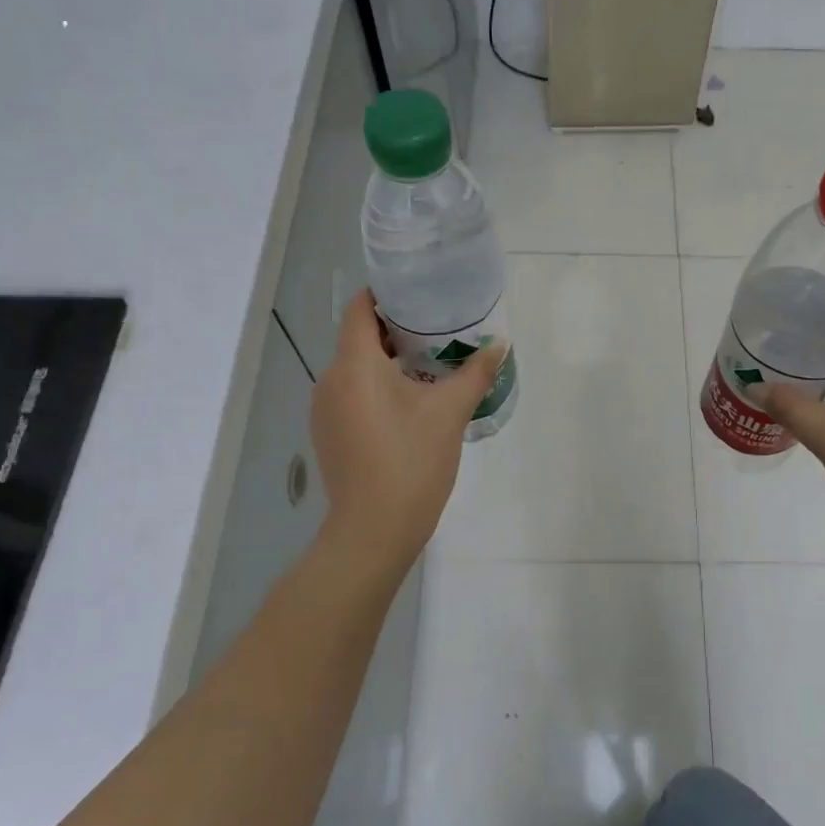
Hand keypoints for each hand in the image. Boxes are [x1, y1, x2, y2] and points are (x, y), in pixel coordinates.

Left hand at [310, 290, 503, 562]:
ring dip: (387, 364)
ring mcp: (324, 410)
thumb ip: (475, 372)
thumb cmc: (412, 461)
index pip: (359, 309)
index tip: (418, 295)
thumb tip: (501, 343)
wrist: (373, 530)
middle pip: (358, 339)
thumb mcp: (450, 413)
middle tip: (437, 332)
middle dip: (395, 332)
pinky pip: (350, 396)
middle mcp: (329, 380)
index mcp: (354, 365)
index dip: (385, 295)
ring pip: (355, 370)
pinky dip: (375, 390)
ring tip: (428, 369)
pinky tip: (406, 408)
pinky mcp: (328, 435)